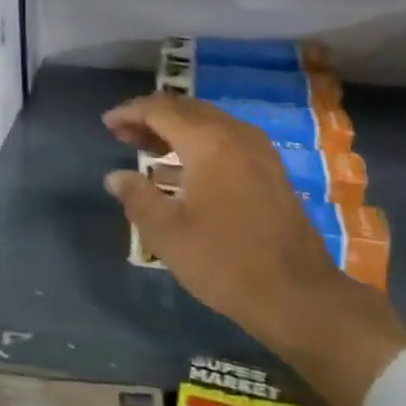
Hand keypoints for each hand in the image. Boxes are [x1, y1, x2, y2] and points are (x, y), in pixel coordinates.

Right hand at [103, 92, 405, 405]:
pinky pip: (226, 140)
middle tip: (122, 134)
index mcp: (208, 141)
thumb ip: (137, 197)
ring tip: (145, 149)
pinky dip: (198, 144)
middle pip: (186, 110)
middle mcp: (235, 134)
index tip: (107, 123)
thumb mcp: (167, 233)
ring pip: (208, 124)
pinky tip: (181, 171)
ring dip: (175, 130)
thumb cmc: (224, 261)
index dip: (130, 112)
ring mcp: (258, 151)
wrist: (298, 295)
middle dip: (151, 118)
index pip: (161, 109)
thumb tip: (115, 176)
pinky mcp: (270, 170)